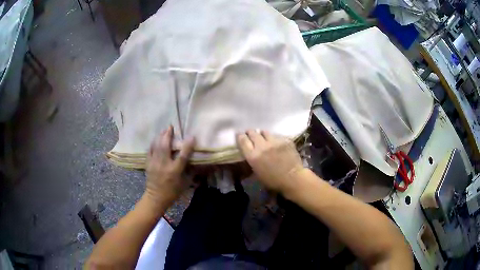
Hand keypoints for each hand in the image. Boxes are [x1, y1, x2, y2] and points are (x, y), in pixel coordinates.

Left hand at [144, 126, 195, 208]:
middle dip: (168, 135)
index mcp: (175, 171)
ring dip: (160, 136)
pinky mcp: (148, 164)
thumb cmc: (173, 191)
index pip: (182, 156)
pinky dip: (153, 143)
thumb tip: (196, 160)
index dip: (187, 146)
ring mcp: (154, 164)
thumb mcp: (185, 183)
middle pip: (165, 146)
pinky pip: (150, 150)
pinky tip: (156, 139)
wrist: (156, 197)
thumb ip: (190, 170)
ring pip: (157, 146)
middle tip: (171, 127)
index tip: (191, 136)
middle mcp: (164, 165)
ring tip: (164, 130)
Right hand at [236, 130, 305, 193]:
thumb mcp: (257, 173)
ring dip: (262, 134)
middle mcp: (262, 146)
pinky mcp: (284, 140)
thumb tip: (250, 154)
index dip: (240, 136)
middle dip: (250, 132)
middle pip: (253, 133)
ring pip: (265, 132)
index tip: (240, 135)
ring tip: (263, 136)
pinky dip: (274, 138)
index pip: (243, 140)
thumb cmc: (273, 181)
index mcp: (253, 156)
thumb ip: (252, 161)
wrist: (293, 179)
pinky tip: (275, 143)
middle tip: (250, 133)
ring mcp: (274, 141)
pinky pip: (276, 136)